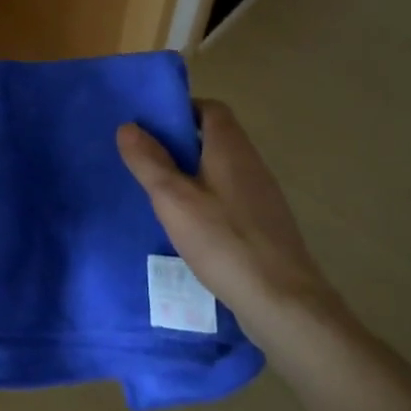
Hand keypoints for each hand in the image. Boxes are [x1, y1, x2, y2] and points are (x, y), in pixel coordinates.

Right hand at [115, 100, 333, 328]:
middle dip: (181, 144)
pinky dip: (208, 201)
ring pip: (221, 170)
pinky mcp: (265, 226)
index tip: (152, 126)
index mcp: (230, 147)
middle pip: (215, 138)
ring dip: (193, 174)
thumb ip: (149, 161)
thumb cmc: (224, 240)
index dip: (182, 110)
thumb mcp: (173, 199)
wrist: (283, 302)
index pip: (210, 108)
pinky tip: (190, 227)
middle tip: (147, 159)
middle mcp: (250, 163)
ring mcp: (262, 196)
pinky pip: (231, 198)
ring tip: (161, 194)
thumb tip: (128, 126)